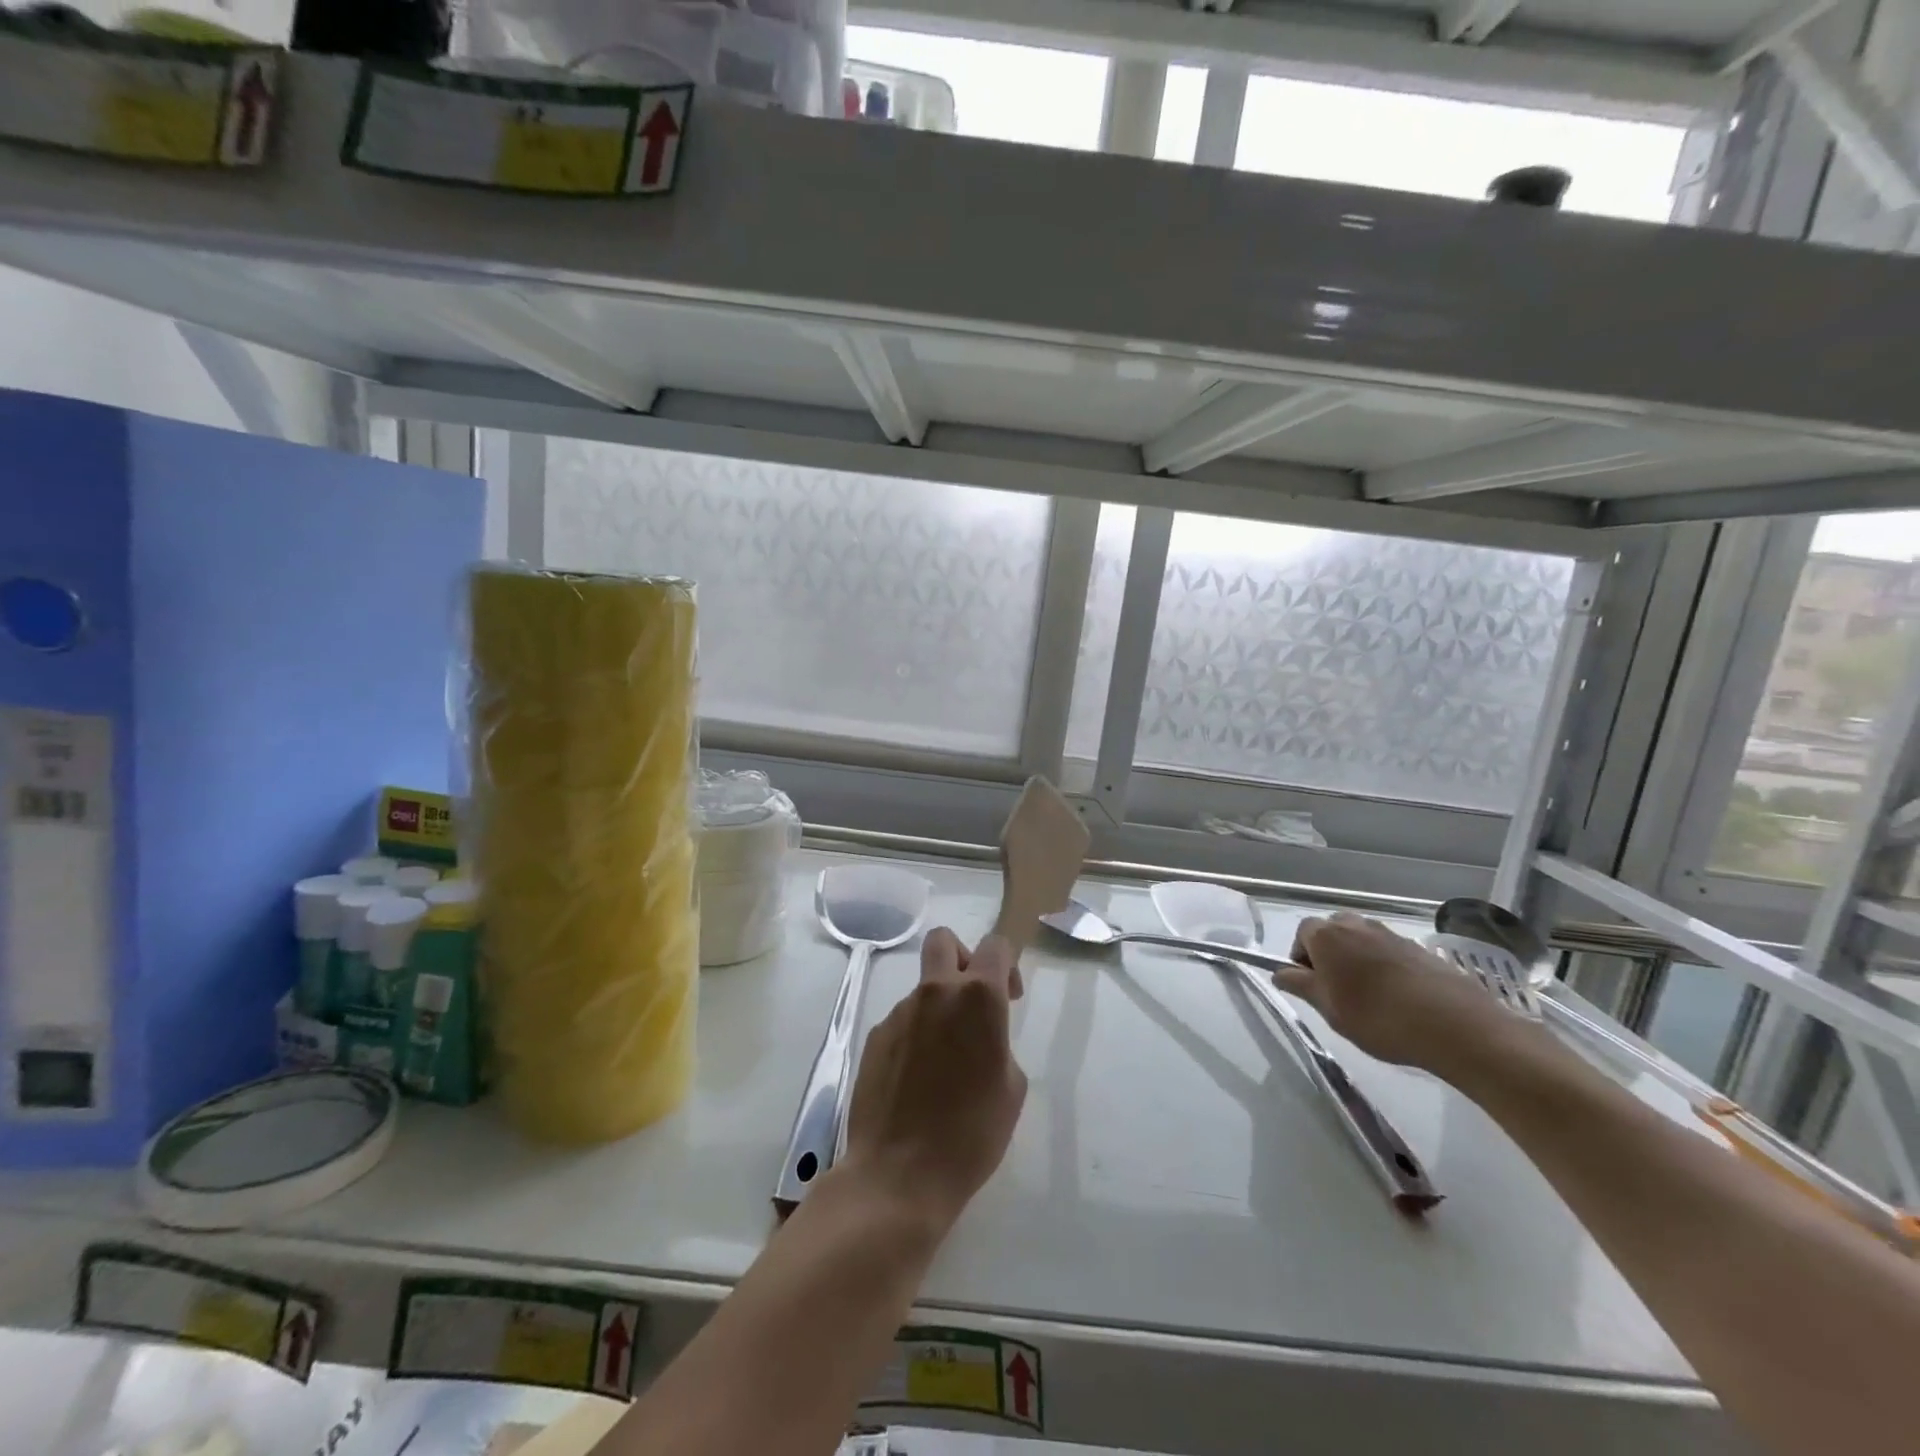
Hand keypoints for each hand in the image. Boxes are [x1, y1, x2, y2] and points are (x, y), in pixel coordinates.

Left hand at [840, 929, 1027, 1232]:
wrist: (899, 1174)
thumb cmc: (971, 1134)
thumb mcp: (1011, 1088)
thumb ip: (998, 1042)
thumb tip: (979, 1036)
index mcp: (978, 998)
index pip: (995, 945)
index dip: (1006, 963)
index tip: (1009, 998)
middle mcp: (936, 992)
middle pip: (944, 940)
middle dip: (962, 957)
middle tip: (972, 1000)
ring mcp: (899, 1012)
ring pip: (923, 988)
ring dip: (938, 1008)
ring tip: (944, 1063)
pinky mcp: (875, 1036)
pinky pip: (903, 1021)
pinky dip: (915, 1036)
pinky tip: (917, 1081)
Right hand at [1276, 912, 1520, 1076]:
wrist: (1455, 1026)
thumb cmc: (1378, 1018)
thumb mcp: (1329, 1009)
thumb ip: (1301, 986)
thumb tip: (1280, 972)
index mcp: (1327, 936)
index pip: (1302, 933)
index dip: (1301, 957)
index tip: (1312, 985)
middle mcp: (1356, 925)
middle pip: (1332, 931)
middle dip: (1329, 953)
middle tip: (1337, 989)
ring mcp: (1391, 935)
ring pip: (1362, 939)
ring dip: (1357, 958)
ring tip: (1369, 995)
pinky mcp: (1420, 949)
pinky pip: (1389, 951)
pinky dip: (1385, 966)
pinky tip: (1397, 997)